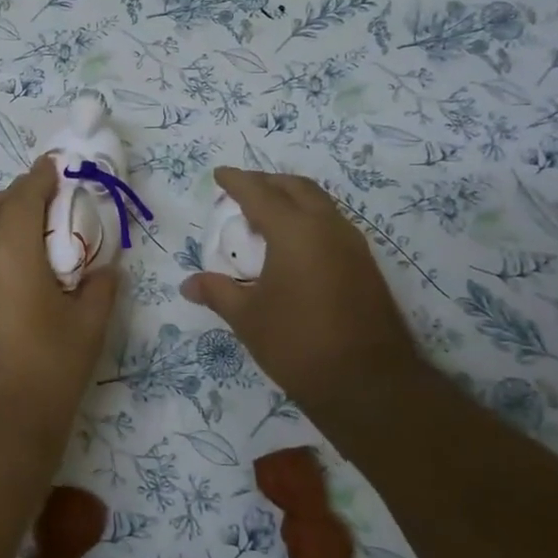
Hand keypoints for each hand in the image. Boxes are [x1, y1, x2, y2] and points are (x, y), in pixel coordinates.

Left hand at [0, 158, 118, 458]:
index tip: (55, 167)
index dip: (40, 177)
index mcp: (10, 253)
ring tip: (27, 235)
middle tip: (46, 203)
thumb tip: (104, 268)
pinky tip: (7, 272)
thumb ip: (100, 287)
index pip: (22, 196)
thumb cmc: (49, 372)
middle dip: (17, 195)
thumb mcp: (88, 327)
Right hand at [181, 168, 425, 427]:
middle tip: (242, 191)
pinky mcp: (365, 265)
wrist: (369, 383)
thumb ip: (217, 293)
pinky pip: (331, 224)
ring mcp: (352, 245)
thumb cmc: (298, 344)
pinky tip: (292, 246)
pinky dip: (307, 220)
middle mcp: (327, 227)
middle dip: (267, 183)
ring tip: (264, 218)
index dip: (236, 181)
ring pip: (319, 204)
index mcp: (295, 231)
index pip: (259, 193)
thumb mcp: (248, 318)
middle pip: (296, 188)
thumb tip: (188, 284)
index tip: (219, 174)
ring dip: (291, 200)